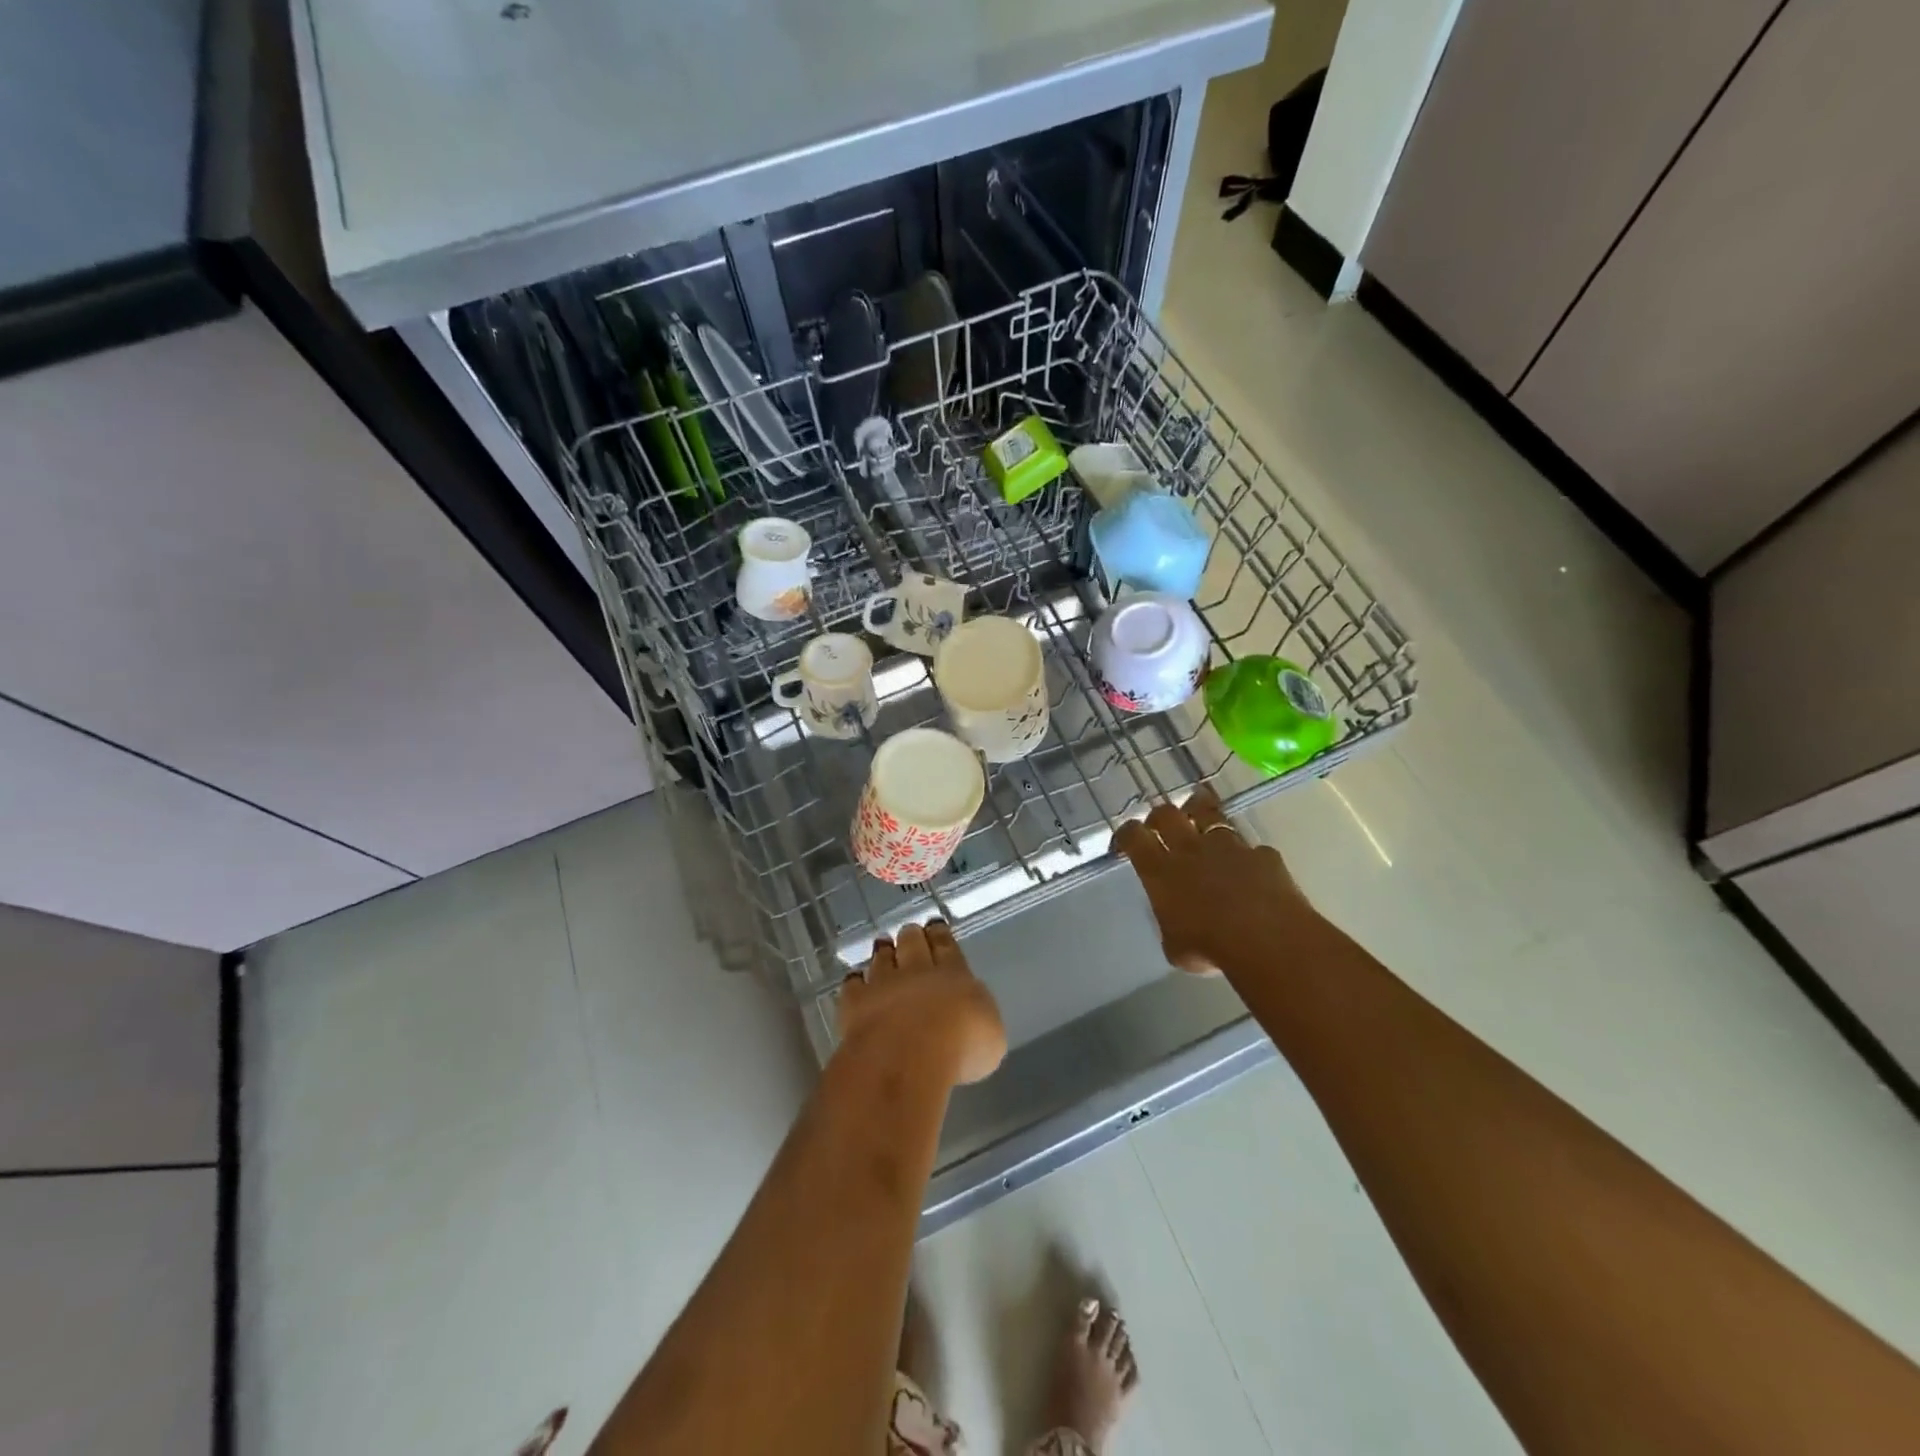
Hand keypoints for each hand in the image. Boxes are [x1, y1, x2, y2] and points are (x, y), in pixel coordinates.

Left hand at [836, 920, 1006, 1085]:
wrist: (907, 1058)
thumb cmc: (960, 1049)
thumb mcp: (990, 1037)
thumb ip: (979, 1016)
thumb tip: (972, 1014)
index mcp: (955, 975)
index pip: (947, 946)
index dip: (940, 934)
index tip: (935, 925)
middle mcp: (917, 972)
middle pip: (913, 943)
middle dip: (912, 936)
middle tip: (910, 931)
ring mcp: (883, 984)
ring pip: (882, 958)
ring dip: (883, 951)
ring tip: (882, 944)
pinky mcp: (855, 1002)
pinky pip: (853, 984)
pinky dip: (855, 980)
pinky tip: (855, 980)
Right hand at [1114, 787, 1315, 976]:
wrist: (1267, 939)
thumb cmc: (1210, 948)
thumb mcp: (1175, 946)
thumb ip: (1171, 924)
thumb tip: (1177, 922)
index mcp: (1160, 871)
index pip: (1133, 837)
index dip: (1126, 834)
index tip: (1126, 841)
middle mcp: (1190, 850)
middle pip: (1167, 814)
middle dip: (1160, 815)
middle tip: (1161, 824)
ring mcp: (1229, 847)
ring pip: (1210, 814)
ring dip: (1202, 814)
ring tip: (1202, 816)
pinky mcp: (1262, 854)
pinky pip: (1251, 850)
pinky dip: (1248, 858)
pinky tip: (1252, 870)